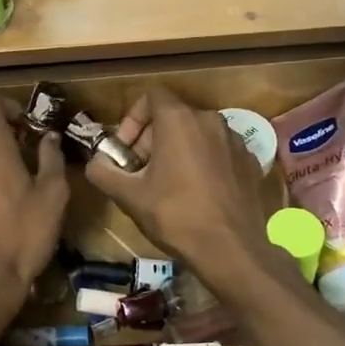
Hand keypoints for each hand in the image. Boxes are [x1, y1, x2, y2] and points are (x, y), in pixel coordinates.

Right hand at [83, 87, 283, 297]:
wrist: (231, 249)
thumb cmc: (175, 215)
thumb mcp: (129, 196)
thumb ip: (103, 173)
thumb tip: (94, 164)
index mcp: (179, 120)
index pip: (151, 96)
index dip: (133, 118)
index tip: (126, 149)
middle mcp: (210, 120)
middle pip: (173, 116)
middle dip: (151, 139)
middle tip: (139, 171)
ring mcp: (234, 140)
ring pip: (197, 133)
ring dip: (177, 149)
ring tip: (166, 182)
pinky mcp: (249, 161)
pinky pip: (218, 151)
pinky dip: (202, 162)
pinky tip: (196, 192)